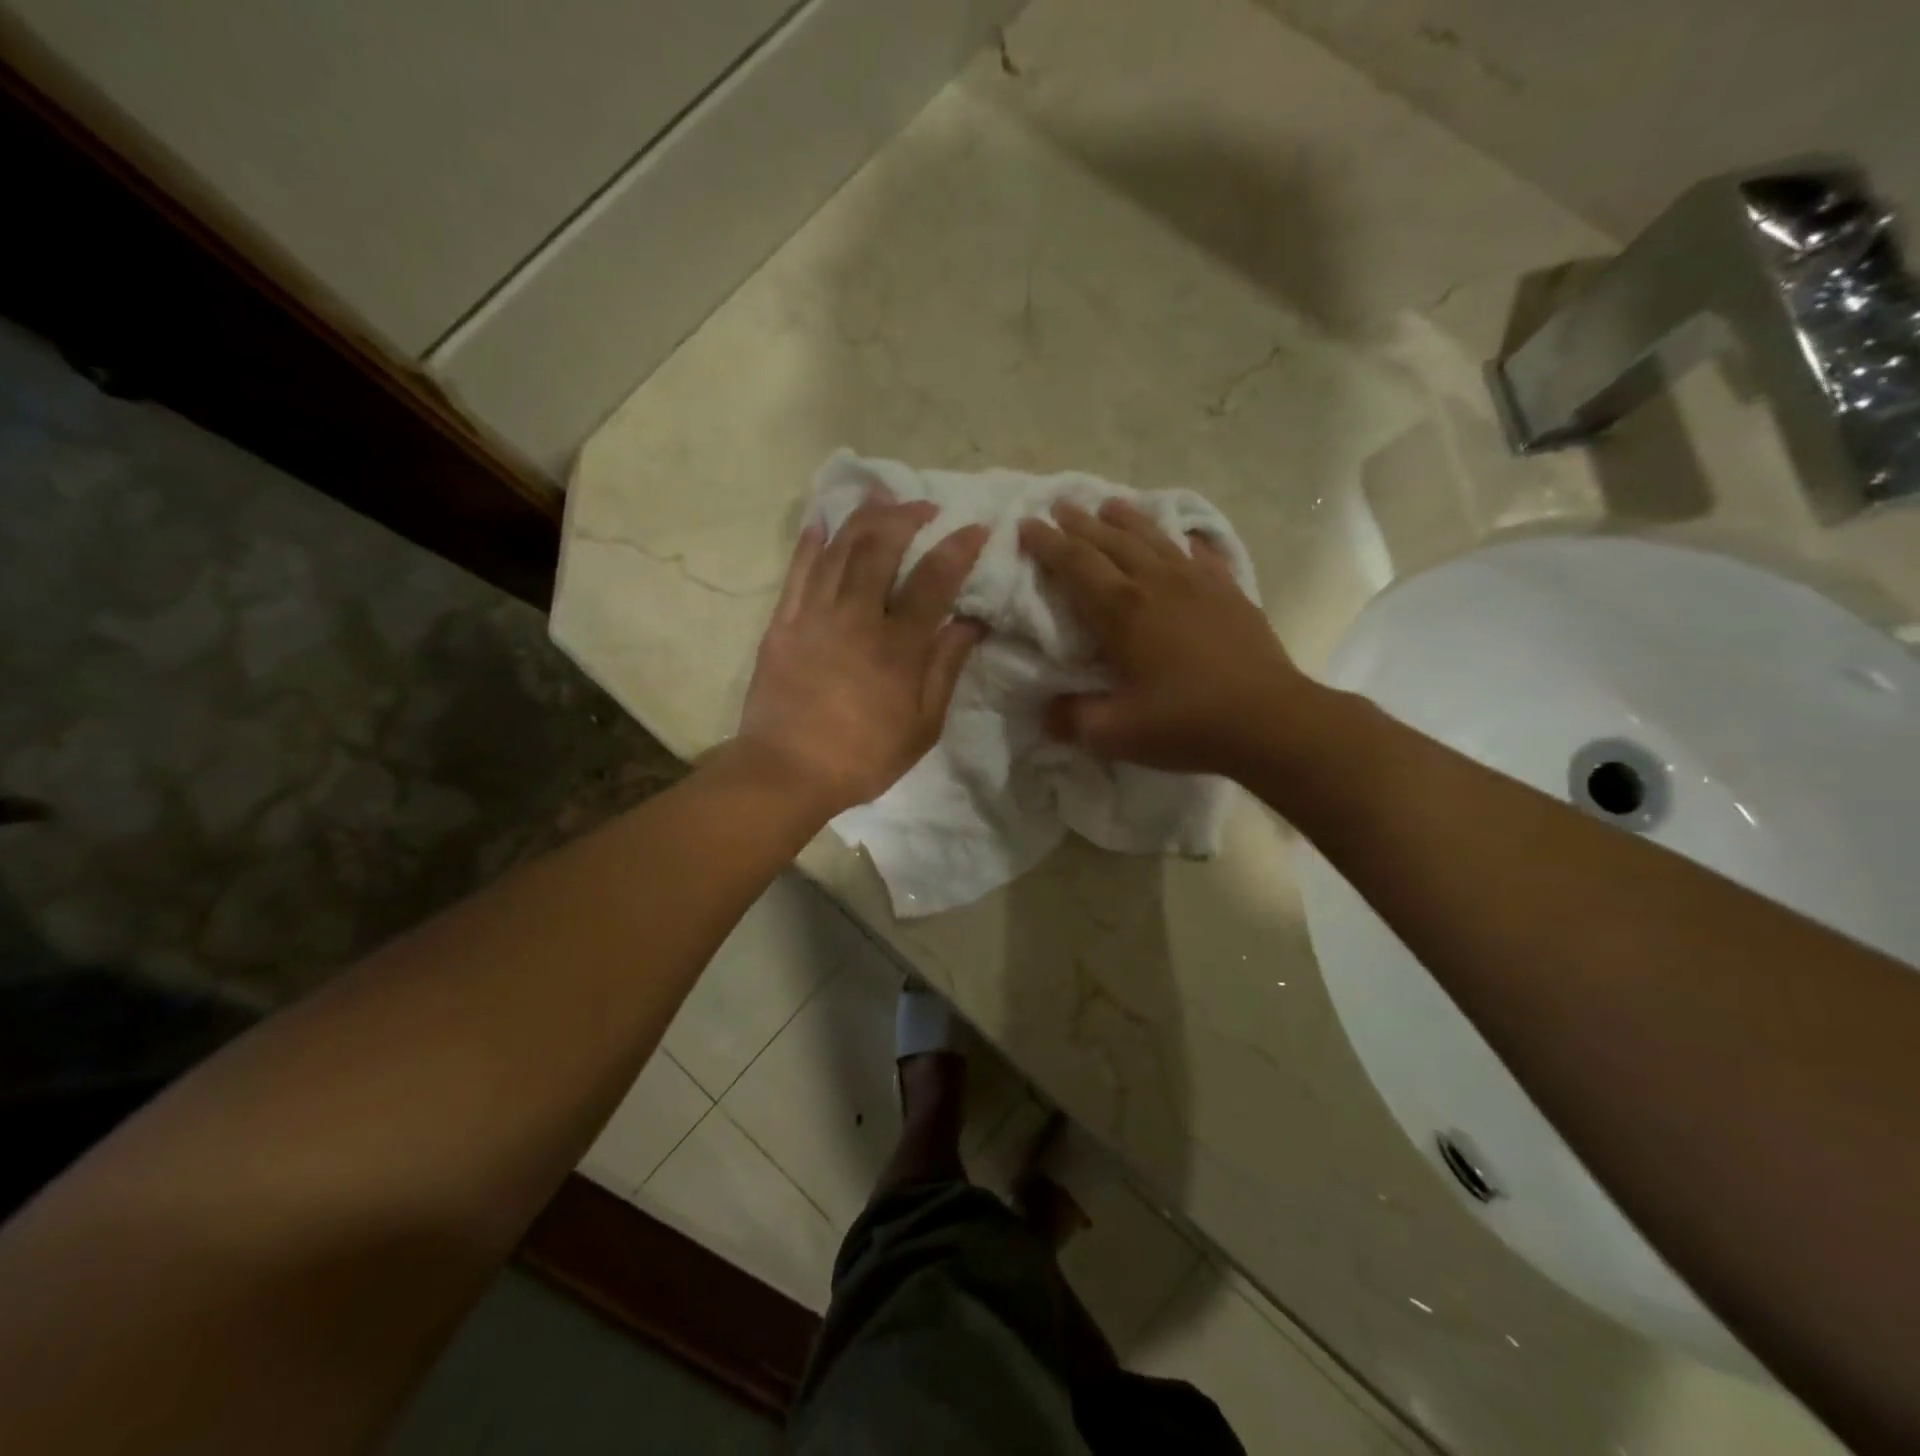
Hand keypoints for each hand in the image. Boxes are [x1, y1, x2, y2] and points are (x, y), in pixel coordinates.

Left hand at [735, 495, 988, 817]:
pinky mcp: (782, 623)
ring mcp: (813, 616)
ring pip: (839, 549)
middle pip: (880, 548)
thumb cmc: (863, 756)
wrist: (785, 771)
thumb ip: (946, 669)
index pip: (933, 581)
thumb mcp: (922, 726)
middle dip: (905, 516)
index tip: (975, 528)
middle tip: (924, 506)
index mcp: (896, 647)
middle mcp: (855, 618)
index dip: (957, 548)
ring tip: (881, 496)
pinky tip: (822, 521)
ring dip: (862, 516)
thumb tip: (971, 623)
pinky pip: (797, 571)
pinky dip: (811, 542)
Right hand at [1018, 498, 1313, 776]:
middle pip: (1111, 541)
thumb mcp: (1115, 733)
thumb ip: (1072, 719)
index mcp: (1121, 611)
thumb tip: (1047, 711)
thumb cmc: (1186, 723)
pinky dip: (1184, 542)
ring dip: (1127, 520)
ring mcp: (1197, 583)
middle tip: (1059, 505)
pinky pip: (1201, 555)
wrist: (1270, 719)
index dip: (1047, 544)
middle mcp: (1156, 583)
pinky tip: (1183, 539)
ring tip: (1110, 505)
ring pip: (1154, 539)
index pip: (1075, 564)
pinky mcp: (1229, 593)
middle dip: (1080, 522)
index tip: (1026, 524)